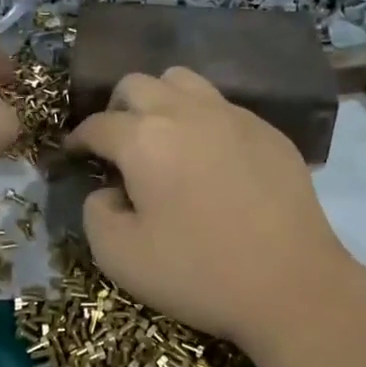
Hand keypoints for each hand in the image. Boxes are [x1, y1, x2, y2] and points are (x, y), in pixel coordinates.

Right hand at [65, 68, 360, 351]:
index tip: (74, 154)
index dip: (79, 138)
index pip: (98, 124)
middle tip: (118, 145)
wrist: (292, 285)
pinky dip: (203, 121)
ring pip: (183, 81)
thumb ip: (95, 213)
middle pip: (137, 84)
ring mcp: (233, 116)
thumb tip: (109, 190)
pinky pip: (223, 107)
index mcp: (144, 139)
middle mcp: (187, 112)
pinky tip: (211, 160)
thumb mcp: (119, 257)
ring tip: (163, 139)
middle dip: (117, 109)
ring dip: (161, 101)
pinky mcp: (269, 132)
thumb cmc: (199, 272)